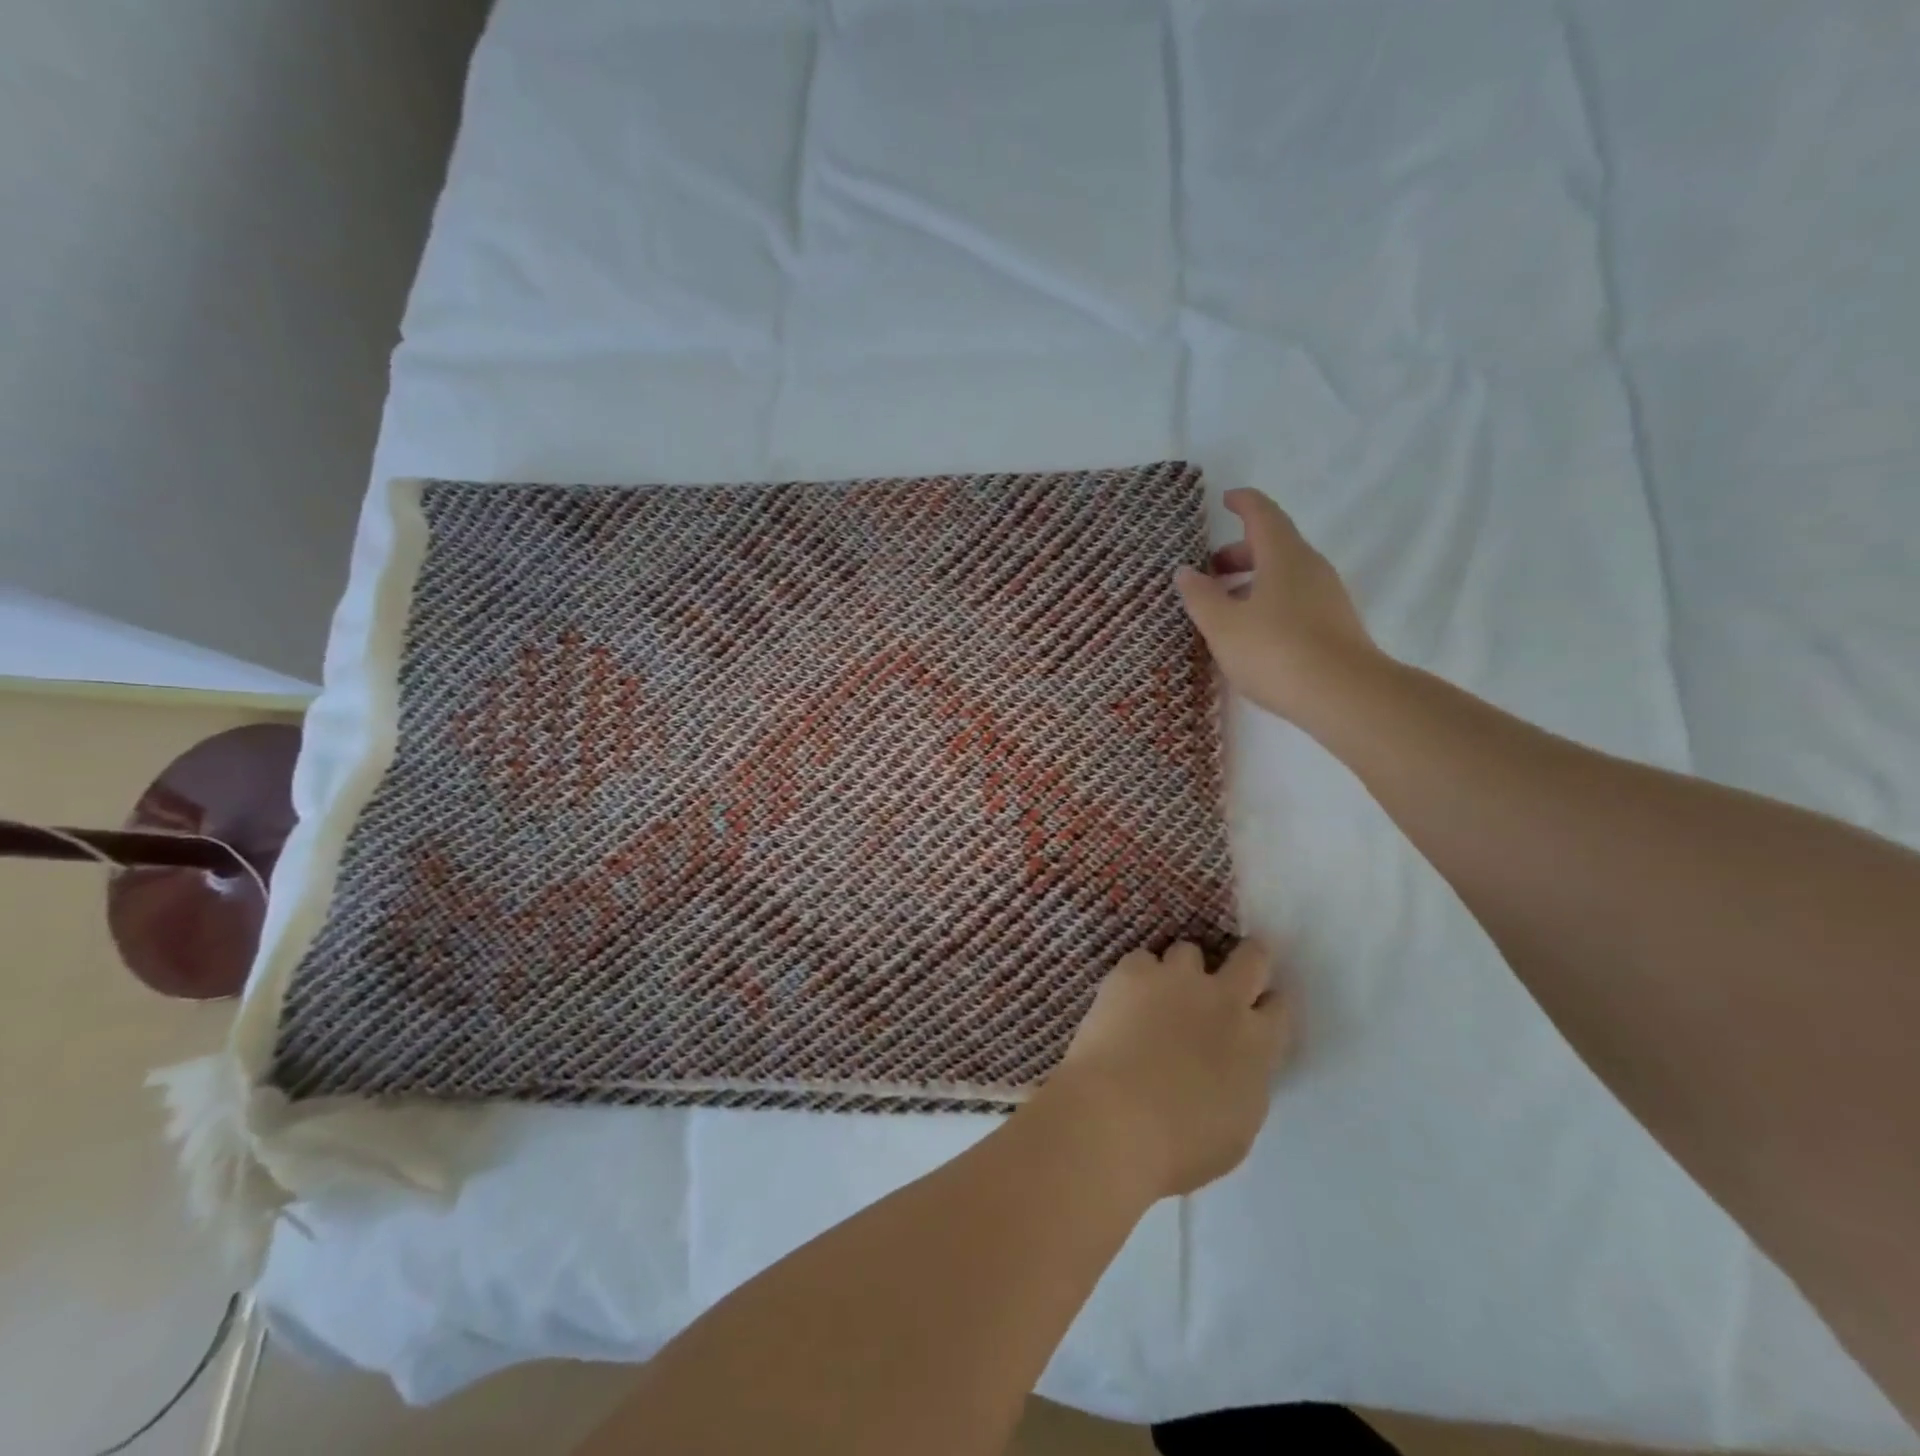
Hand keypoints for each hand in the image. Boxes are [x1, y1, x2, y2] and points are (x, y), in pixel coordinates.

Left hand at [1046, 940, 1290, 1198]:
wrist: (1115, 1118)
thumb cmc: (1181, 1145)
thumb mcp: (1237, 1126)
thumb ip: (1243, 1083)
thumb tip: (1235, 1068)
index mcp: (1257, 1043)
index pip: (1280, 1006)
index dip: (1268, 1005)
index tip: (1257, 1012)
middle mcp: (1224, 999)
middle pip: (1251, 956)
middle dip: (1247, 958)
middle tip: (1229, 974)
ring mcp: (1177, 979)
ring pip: (1190, 950)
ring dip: (1182, 969)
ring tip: (1163, 992)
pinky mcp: (1133, 972)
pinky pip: (1142, 960)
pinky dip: (1137, 977)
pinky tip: (1124, 999)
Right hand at [1175, 488, 1379, 722]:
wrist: (1344, 695)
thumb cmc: (1275, 651)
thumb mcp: (1223, 625)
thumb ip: (1201, 596)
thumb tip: (1186, 572)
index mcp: (1283, 555)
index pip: (1262, 514)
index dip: (1243, 503)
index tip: (1225, 500)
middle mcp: (1309, 567)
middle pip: (1273, 545)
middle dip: (1239, 552)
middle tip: (1209, 571)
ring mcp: (1327, 595)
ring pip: (1284, 575)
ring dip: (1252, 581)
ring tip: (1223, 607)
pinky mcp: (1333, 624)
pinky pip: (1294, 599)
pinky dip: (1268, 601)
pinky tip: (1251, 632)